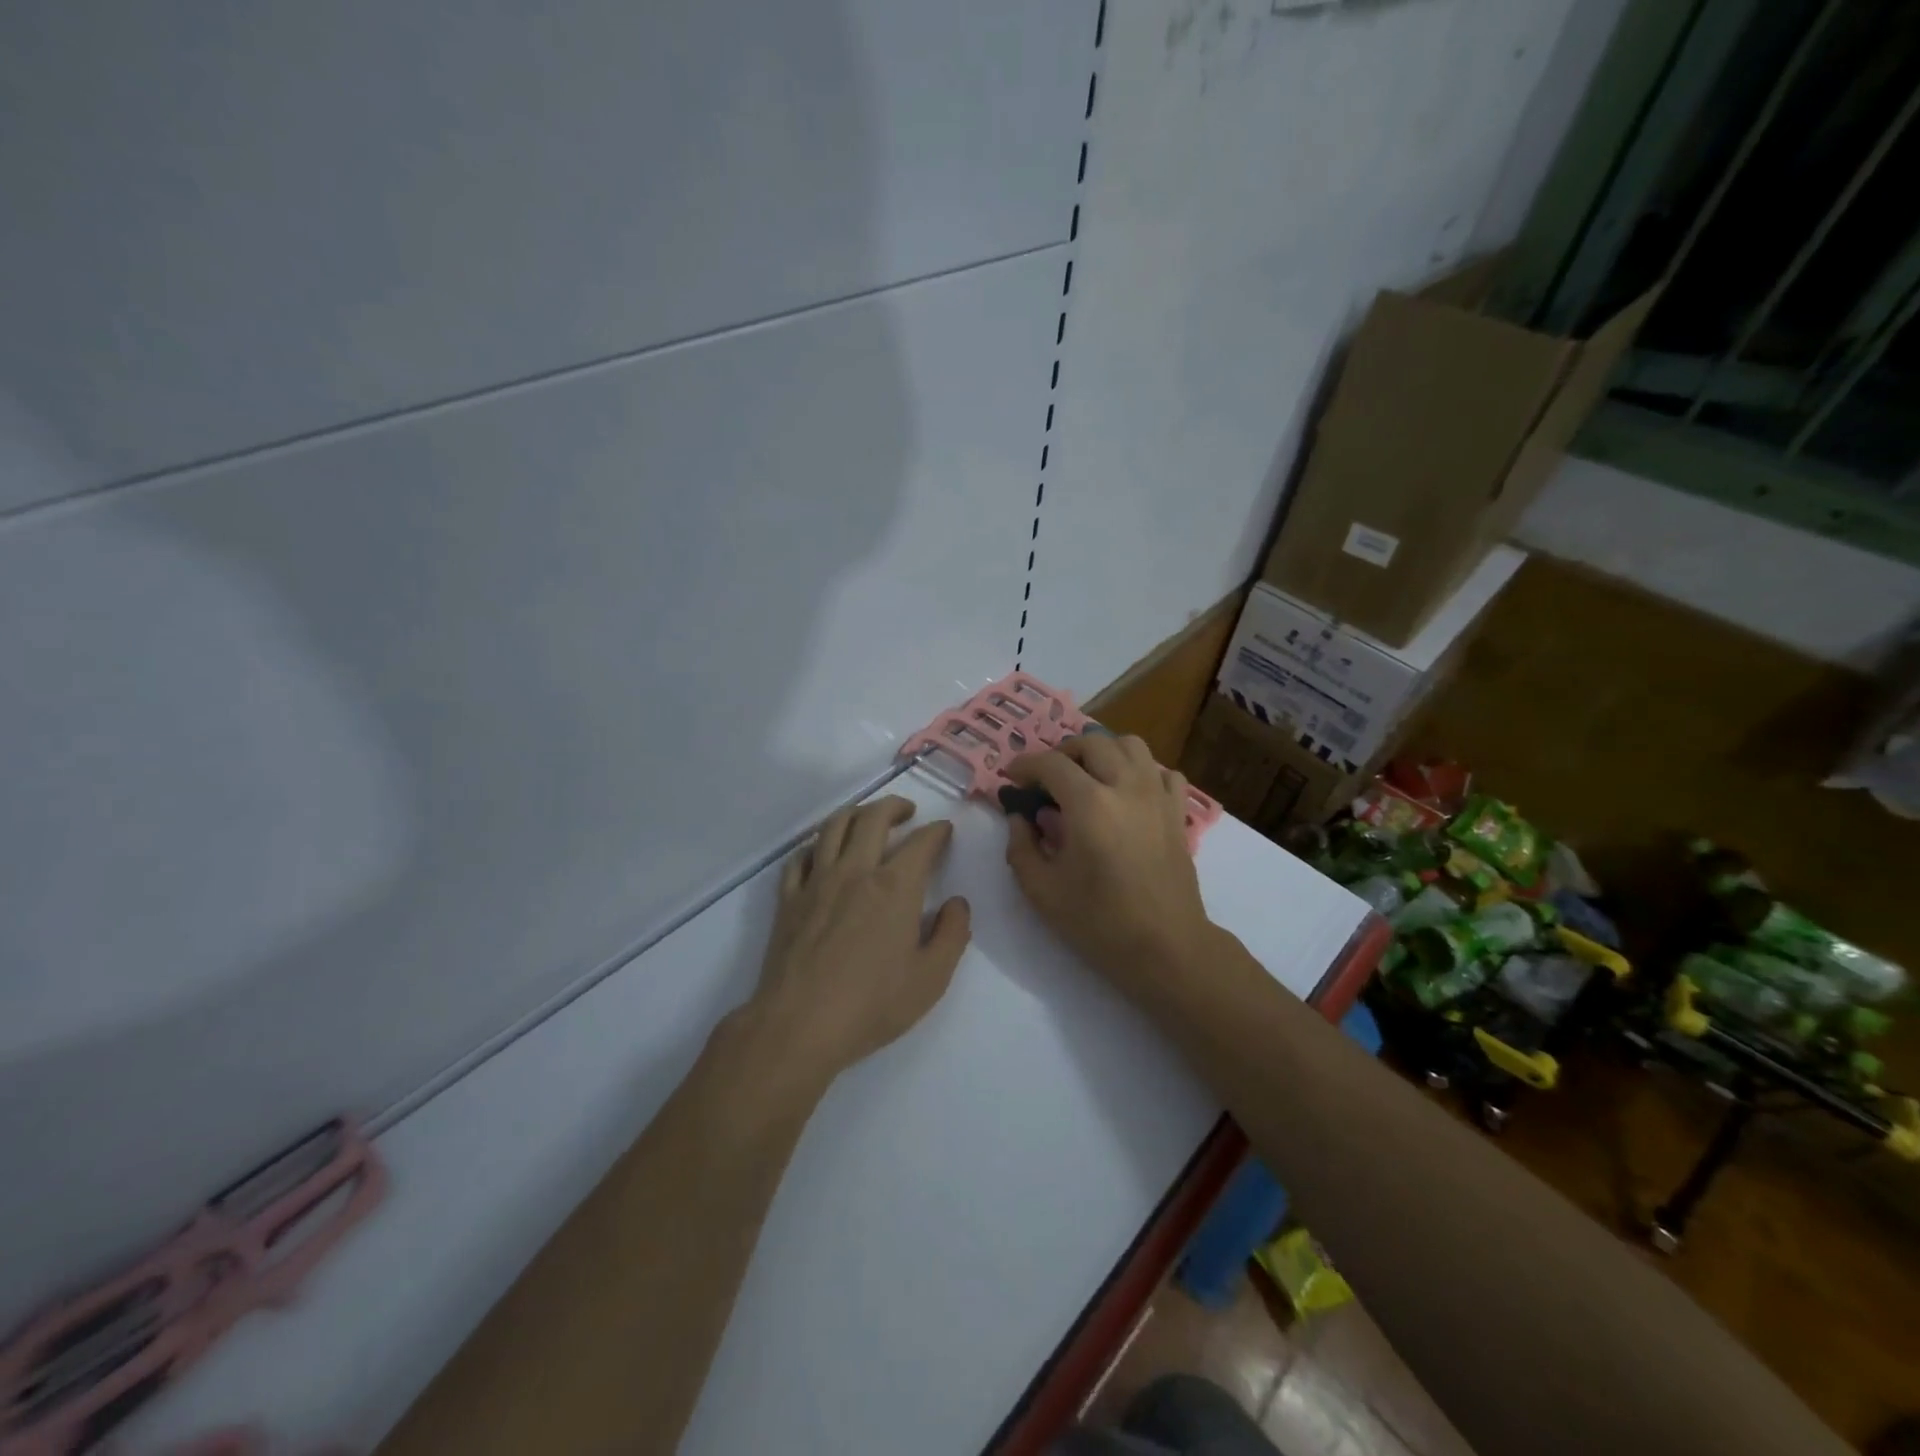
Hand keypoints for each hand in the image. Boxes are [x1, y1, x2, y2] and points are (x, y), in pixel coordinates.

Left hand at [747, 796, 971, 1088]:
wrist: (798, 1026)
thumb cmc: (871, 1005)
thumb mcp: (931, 979)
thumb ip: (952, 935)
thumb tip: (957, 904)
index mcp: (895, 887)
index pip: (921, 843)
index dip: (937, 831)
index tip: (944, 831)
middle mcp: (855, 871)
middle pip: (873, 818)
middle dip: (895, 806)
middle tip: (908, 812)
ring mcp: (816, 882)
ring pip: (833, 826)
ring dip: (856, 813)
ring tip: (867, 819)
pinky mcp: (789, 899)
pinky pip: (800, 856)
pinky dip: (816, 845)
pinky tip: (823, 853)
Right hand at [1003, 736, 1212, 994]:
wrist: (1166, 949)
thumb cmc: (1099, 923)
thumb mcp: (1042, 891)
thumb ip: (1021, 847)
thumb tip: (1020, 817)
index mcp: (1089, 805)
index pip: (1051, 764)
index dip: (1025, 765)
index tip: (1012, 778)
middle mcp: (1126, 787)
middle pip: (1093, 742)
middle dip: (1063, 752)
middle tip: (1047, 777)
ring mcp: (1158, 796)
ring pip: (1131, 745)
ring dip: (1103, 751)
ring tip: (1088, 776)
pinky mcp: (1178, 813)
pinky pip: (1163, 772)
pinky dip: (1142, 772)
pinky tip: (1128, 793)